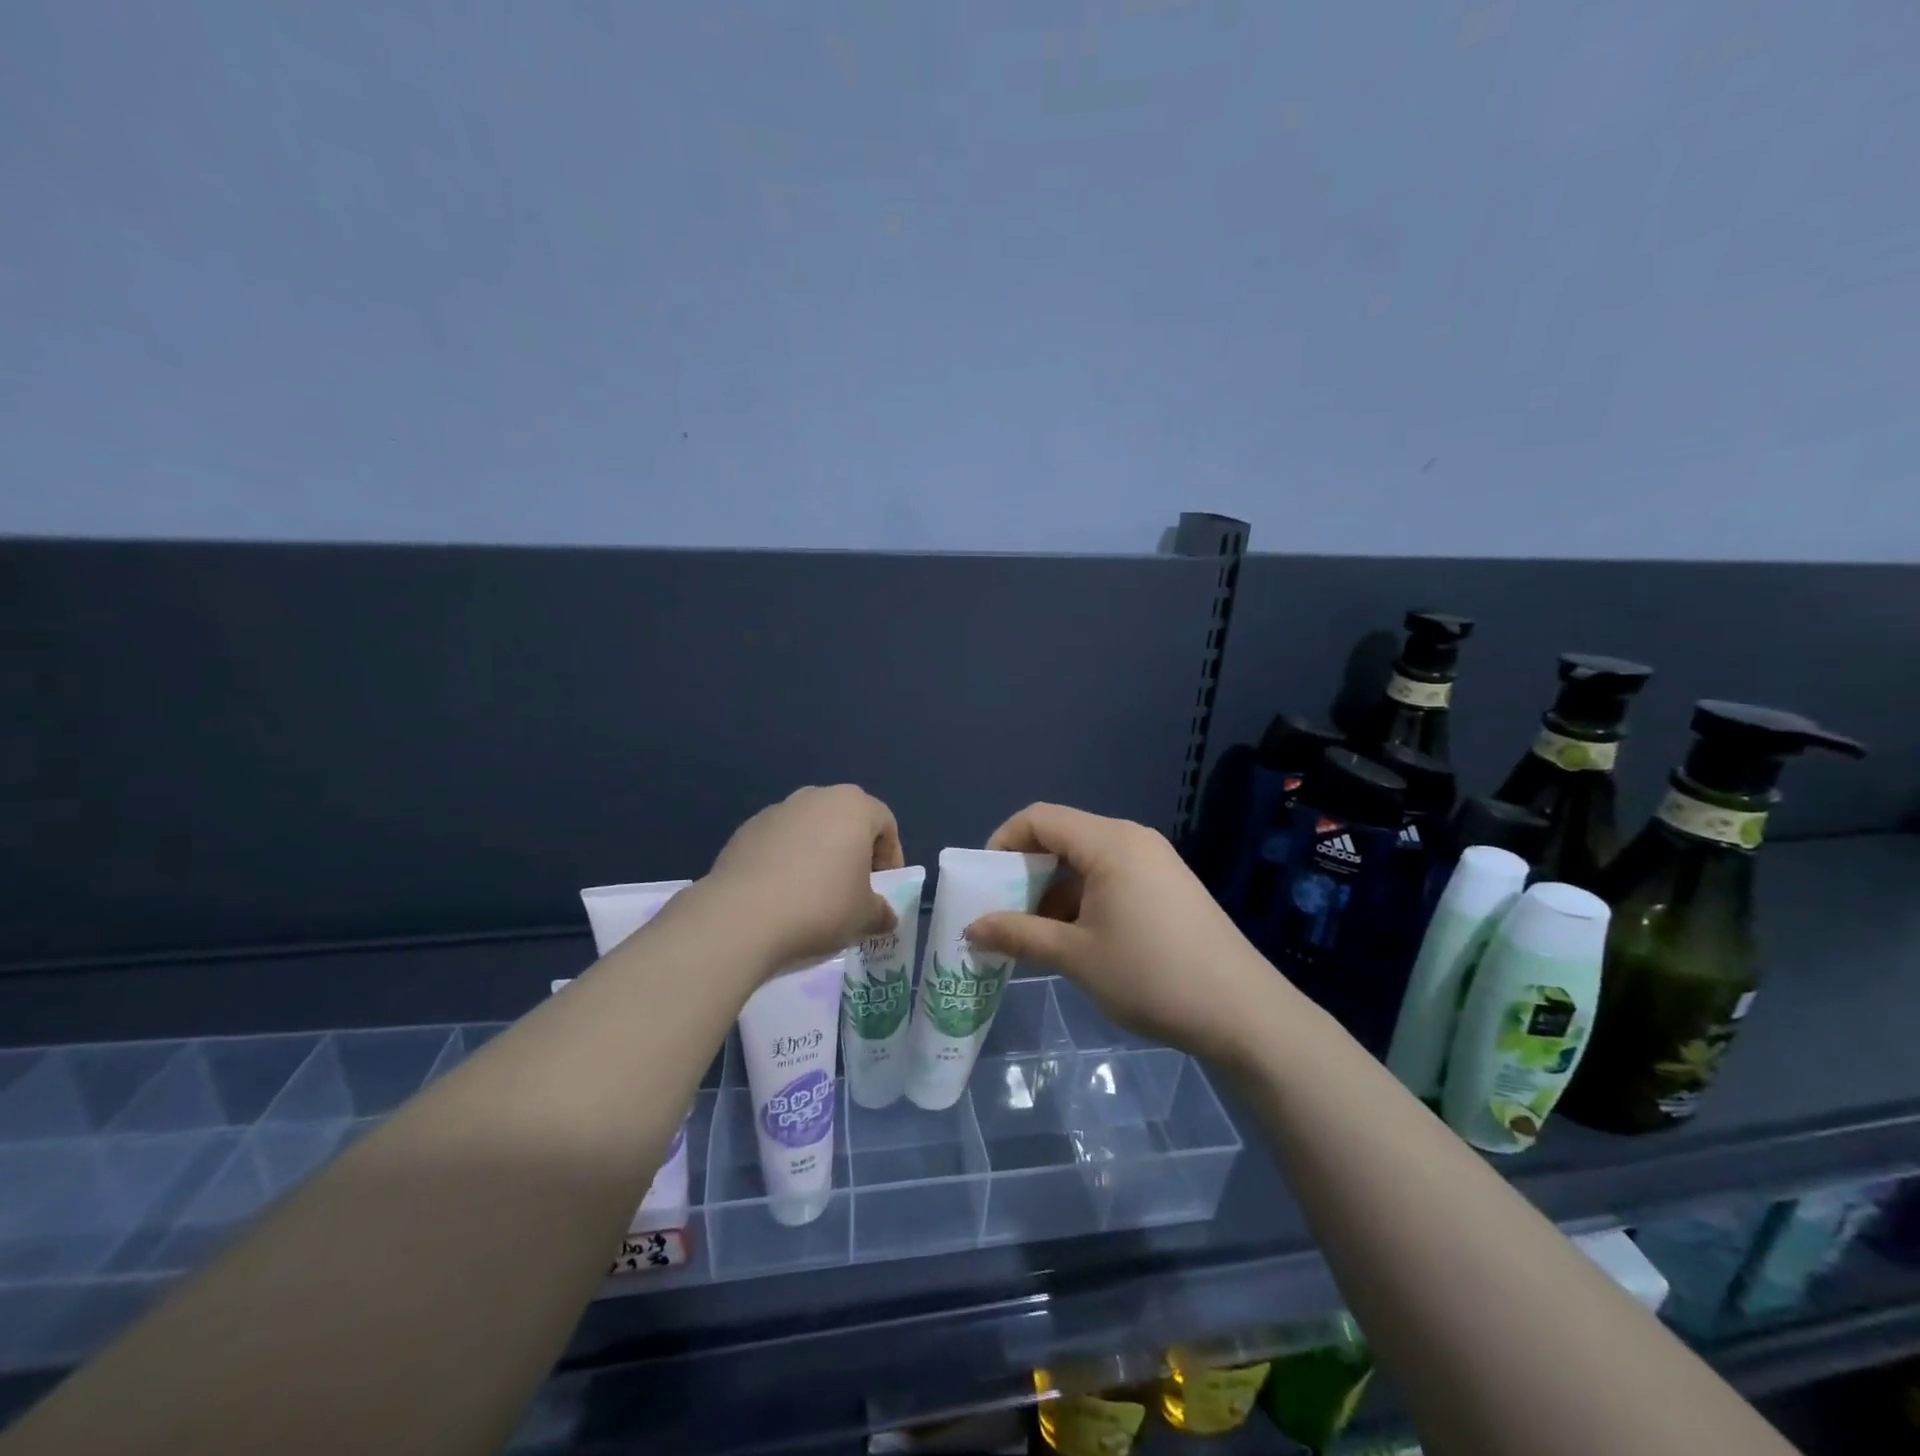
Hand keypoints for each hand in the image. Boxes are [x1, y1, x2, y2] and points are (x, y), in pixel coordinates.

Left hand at [702, 785, 905, 968]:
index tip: (883, 890)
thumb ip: (882, 912)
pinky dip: (786, 862)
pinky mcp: (745, 830)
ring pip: (810, 829)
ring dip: (818, 855)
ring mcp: (776, 811)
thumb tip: (884, 916)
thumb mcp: (865, 917)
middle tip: (852, 889)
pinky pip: (779, 843)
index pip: (885, 824)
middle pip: (846, 821)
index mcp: (853, 806)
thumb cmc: (820, 907)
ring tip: (813, 894)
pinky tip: (781, 895)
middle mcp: (815, 797)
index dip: (891, 858)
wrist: (741, 917)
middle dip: (853, 852)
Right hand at [966, 803, 1284, 1066]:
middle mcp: (1133, 839)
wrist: (1243, 1012)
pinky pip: (1114, 875)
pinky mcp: (1170, 884)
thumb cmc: (1151, 976)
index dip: (1003, 841)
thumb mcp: (1076, 956)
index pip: (1040, 818)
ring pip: (1088, 858)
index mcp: (1109, 843)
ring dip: (1056, 888)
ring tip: (1038, 933)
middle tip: (1005, 911)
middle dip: (1027, 869)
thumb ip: (1019, 935)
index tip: (985, 882)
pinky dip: (1085, 897)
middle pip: (1064, 835)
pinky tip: (1079, 938)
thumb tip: (972, 928)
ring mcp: (1156, 861)